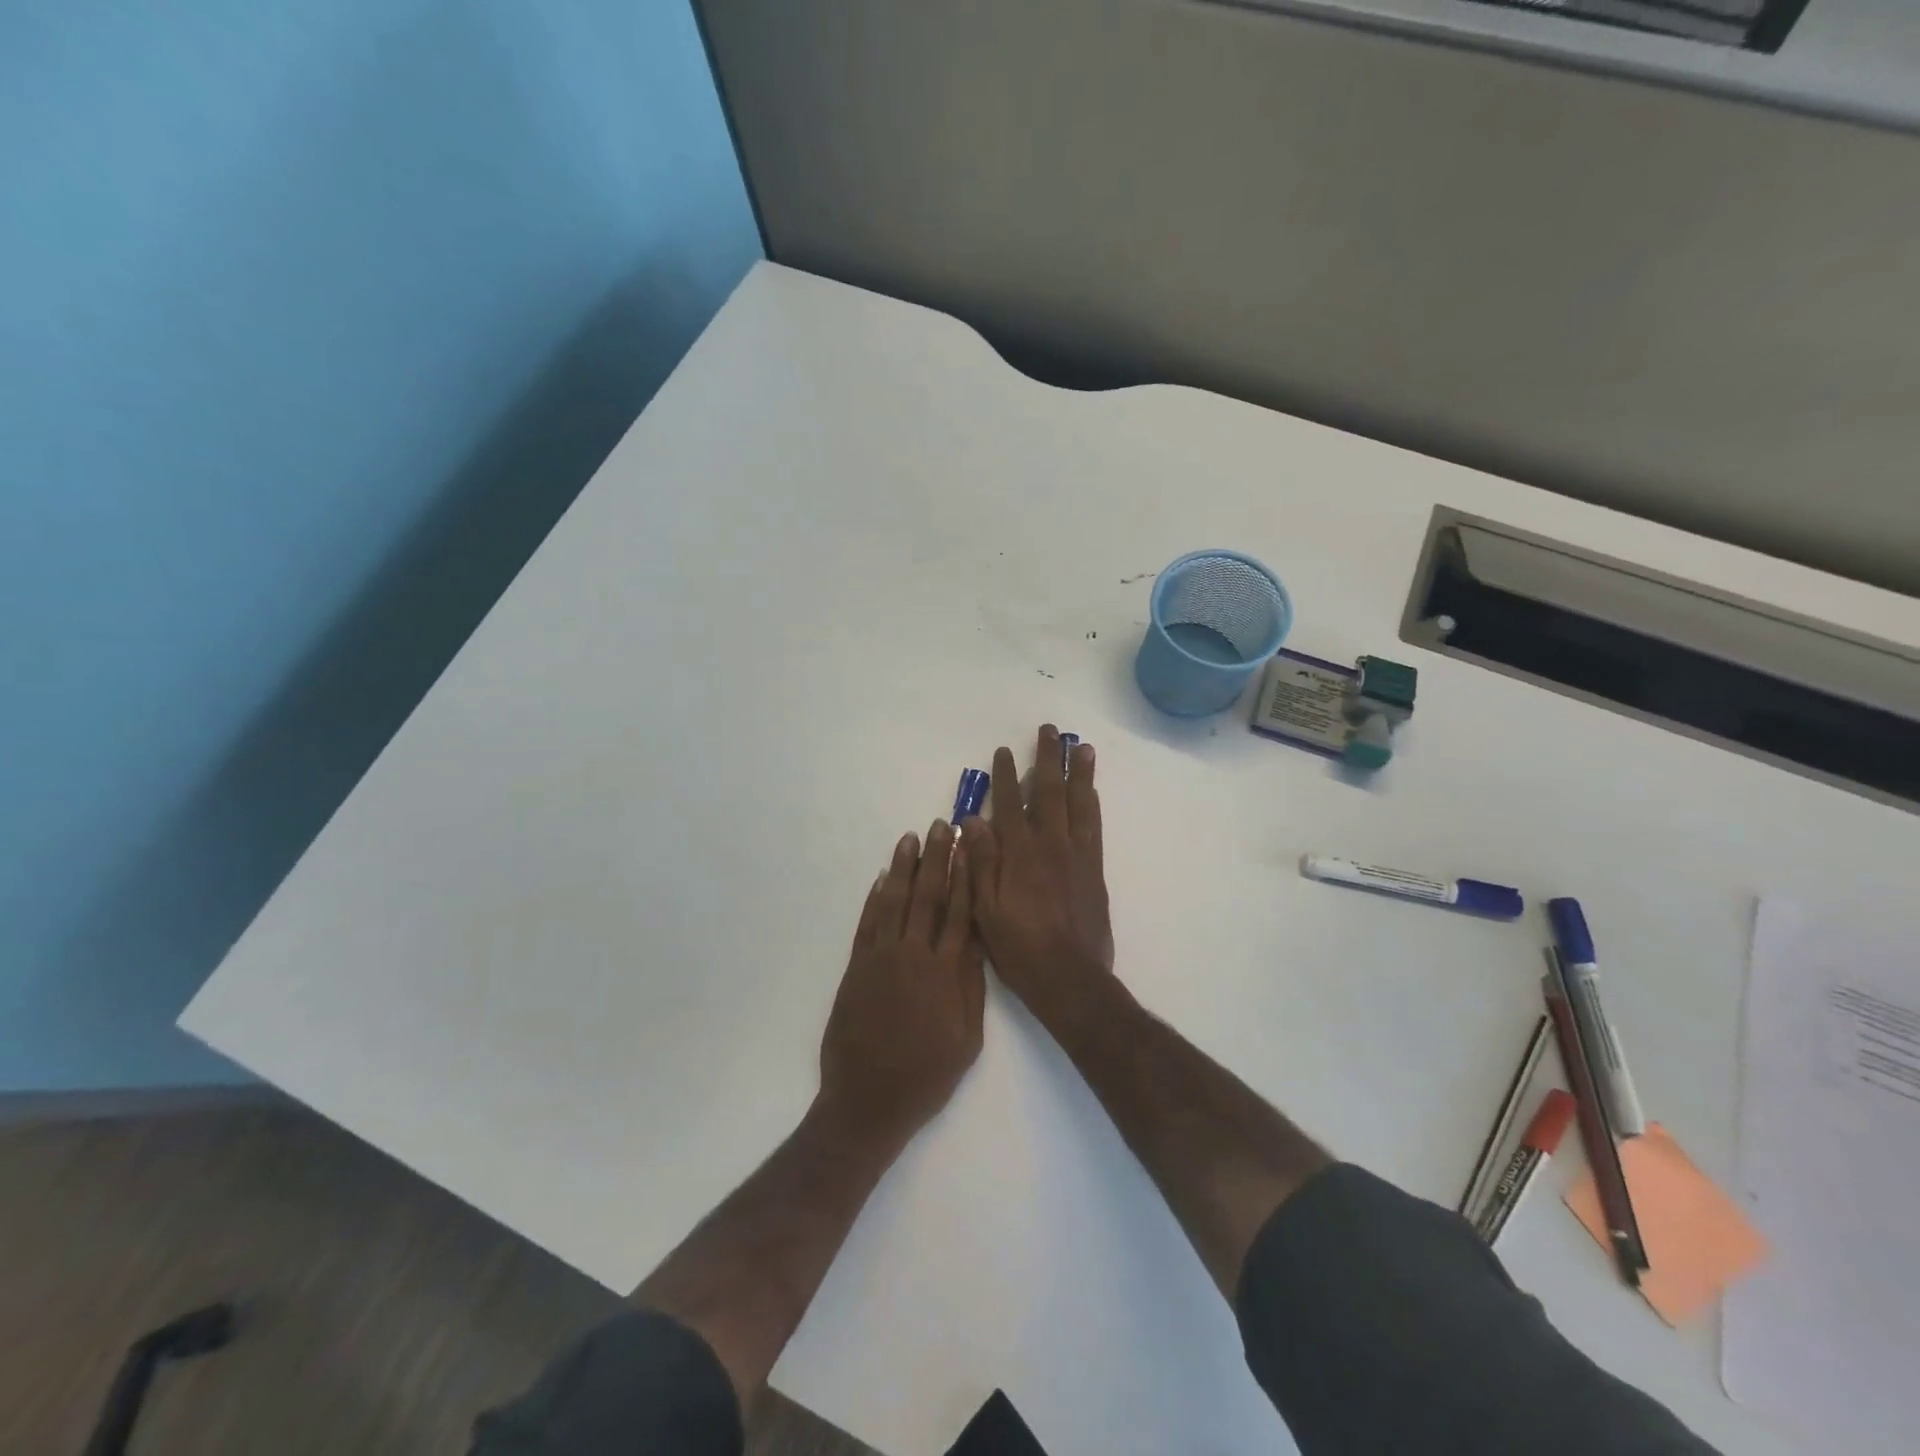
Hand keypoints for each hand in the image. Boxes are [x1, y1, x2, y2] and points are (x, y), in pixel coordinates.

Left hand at [818, 822, 985, 1151]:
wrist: (868, 1101)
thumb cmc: (926, 1076)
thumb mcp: (967, 1040)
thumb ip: (971, 988)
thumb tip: (975, 944)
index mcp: (946, 973)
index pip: (960, 912)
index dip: (965, 876)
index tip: (969, 846)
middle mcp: (914, 956)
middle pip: (928, 897)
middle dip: (937, 859)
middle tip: (941, 826)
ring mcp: (881, 959)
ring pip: (895, 902)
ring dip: (904, 868)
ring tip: (911, 838)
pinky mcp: (856, 968)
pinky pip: (867, 924)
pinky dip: (874, 899)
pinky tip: (883, 878)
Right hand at [963, 725, 1115, 1027]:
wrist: (1070, 978)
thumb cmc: (1020, 948)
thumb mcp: (985, 910)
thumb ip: (980, 863)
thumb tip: (972, 820)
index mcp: (1018, 855)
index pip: (1008, 805)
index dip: (1004, 777)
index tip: (1002, 751)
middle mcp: (1049, 846)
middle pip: (1048, 793)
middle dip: (1046, 759)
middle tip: (1048, 731)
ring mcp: (1076, 856)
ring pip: (1078, 803)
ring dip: (1078, 772)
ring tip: (1080, 746)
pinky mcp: (1094, 870)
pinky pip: (1094, 826)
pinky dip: (1092, 803)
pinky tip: (1092, 790)